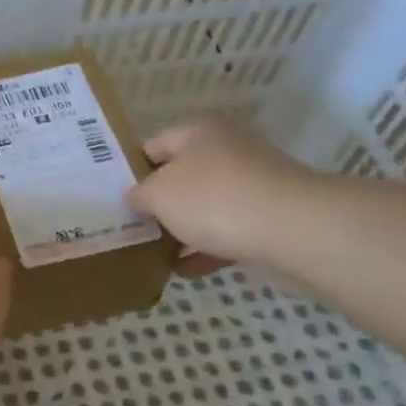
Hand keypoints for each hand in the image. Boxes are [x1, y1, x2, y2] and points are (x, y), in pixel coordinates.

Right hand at [126, 118, 318, 271]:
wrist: (293, 230)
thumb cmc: (214, 199)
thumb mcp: (158, 194)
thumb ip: (139, 194)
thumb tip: (136, 197)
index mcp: (199, 134)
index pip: (154, 146)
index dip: (131, 169)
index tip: (113, 195)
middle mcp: (228, 152)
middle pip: (181, 177)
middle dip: (158, 203)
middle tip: (130, 226)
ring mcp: (252, 186)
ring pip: (205, 207)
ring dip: (181, 229)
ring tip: (152, 252)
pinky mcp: (268, 219)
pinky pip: (227, 233)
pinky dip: (205, 250)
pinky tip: (183, 271)